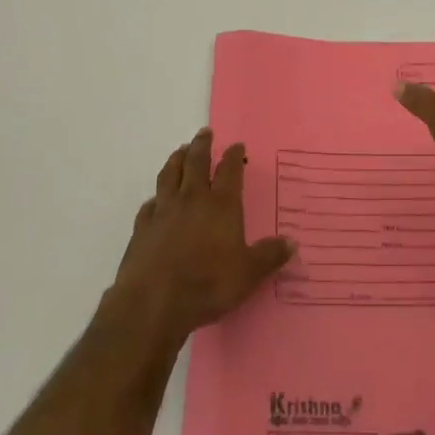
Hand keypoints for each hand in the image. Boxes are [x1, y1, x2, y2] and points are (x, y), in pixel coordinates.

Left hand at [105, 129, 292, 348]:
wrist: (153, 301)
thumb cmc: (207, 284)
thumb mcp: (248, 274)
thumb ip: (269, 256)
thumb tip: (292, 242)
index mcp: (221, 205)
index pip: (229, 170)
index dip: (233, 156)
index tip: (236, 145)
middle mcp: (192, 199)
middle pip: (196, 162)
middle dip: (202, 145)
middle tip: (204, 132)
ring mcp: (164, 210)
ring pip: (169, 175)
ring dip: (176, 159)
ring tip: (180, 150)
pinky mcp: (142, 227)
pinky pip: (149, 204)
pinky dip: (155, 197)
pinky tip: (155, 200)